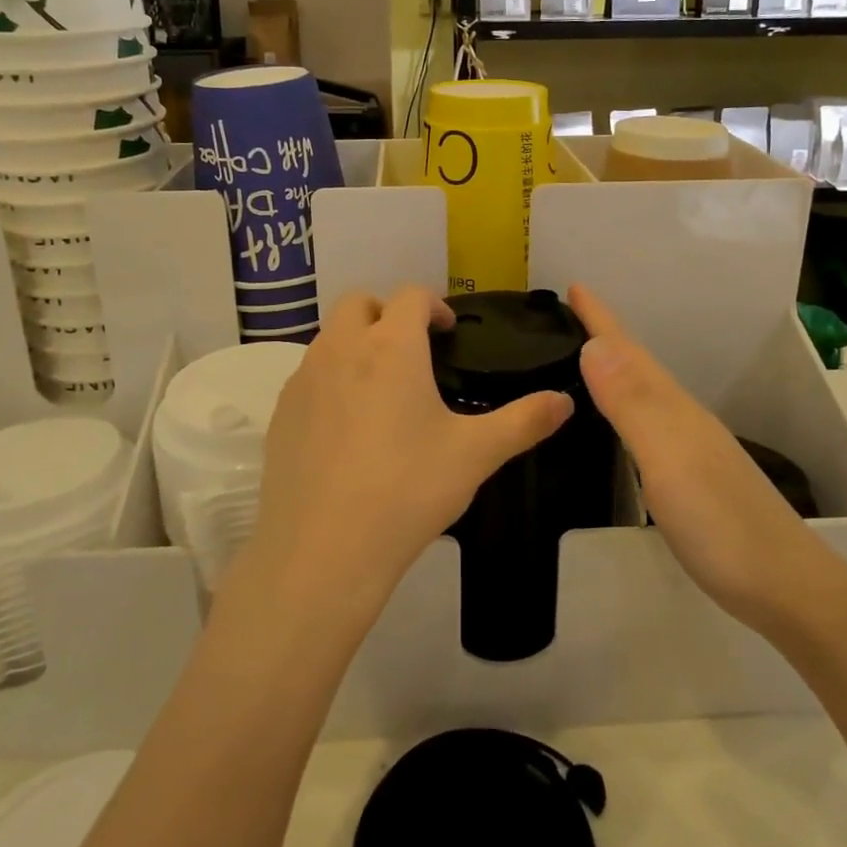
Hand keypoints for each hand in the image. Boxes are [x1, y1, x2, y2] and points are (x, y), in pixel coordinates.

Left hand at [245, 288, 573, 613]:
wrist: (323, 550)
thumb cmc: (407, 489)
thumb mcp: (475, 454)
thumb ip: (524, 421)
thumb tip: (565, 401)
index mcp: (391, 346)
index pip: (410, 296)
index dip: (434, 304)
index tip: (448, 331)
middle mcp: (341, 348)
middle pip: (358, 302)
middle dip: (387, 312)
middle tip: (413, 351)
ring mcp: (303, 379)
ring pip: (329, 337)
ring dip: (356, 343)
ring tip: (382, 389)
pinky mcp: (281, 413)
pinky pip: (308, 376)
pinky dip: (330, 379)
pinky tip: (347, 428)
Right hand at [569, 285, 830, 633]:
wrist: (786, 589)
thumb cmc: (721, 523)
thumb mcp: (669, 458)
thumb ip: (632, 403)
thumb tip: (594, 344)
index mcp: (673, 408)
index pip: (629, 352)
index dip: (601, 319)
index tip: (573, 284)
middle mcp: (682, 419)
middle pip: (638, 366)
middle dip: (605, 336)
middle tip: (570, 315)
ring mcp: (691, 449)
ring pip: (645, 394)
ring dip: (616, 370)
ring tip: (586, 358)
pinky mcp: (692, 479)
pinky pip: (648, 425)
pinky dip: (626, 410)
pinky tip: (620, 424)